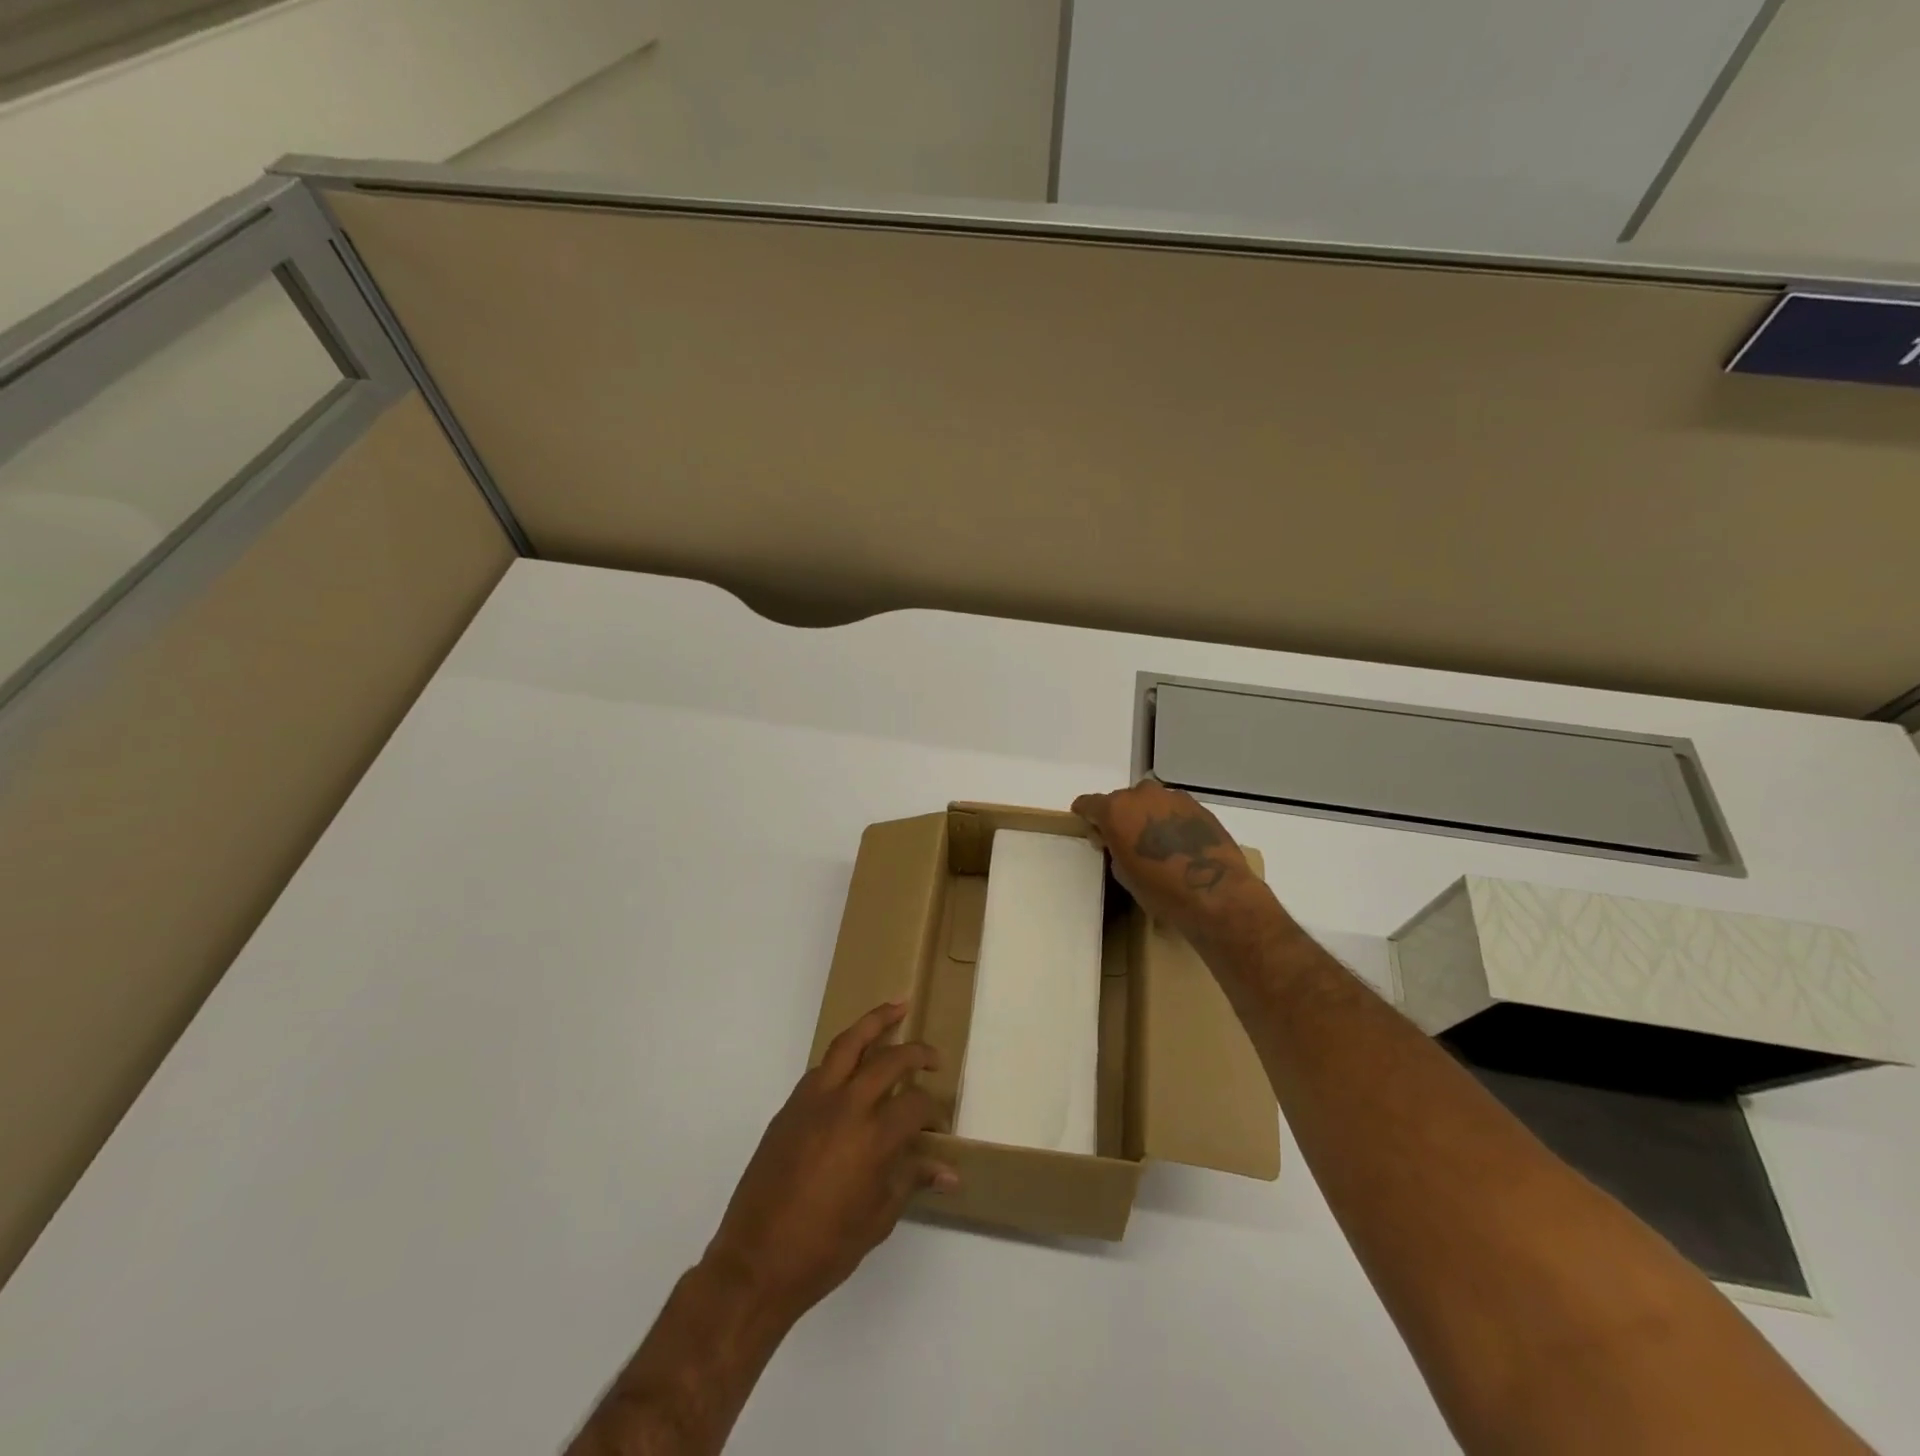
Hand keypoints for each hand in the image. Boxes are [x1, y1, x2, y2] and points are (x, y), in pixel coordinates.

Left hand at [705, 1002, 958, 1324]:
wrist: (756, 1262)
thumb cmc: (825, 1249)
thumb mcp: (878, 1219)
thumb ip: (912, 1180)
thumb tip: (950, 1172)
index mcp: (874, 1138)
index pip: (916, 1104)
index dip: (934, 1111)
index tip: (938, 1125)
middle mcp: (847, 1106)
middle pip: (890, 1060)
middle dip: (917, 1052)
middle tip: (933, 1057)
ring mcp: (814, 1100)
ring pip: (849, 1043)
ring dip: (876, 1022)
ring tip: (897, 1007)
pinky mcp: (791, 1106)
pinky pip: (824, 1066)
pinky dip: (845, 1055)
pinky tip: (856, 1062)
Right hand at [1072, 780, 1266, 942]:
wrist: (1214, 892)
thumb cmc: (1160, 889)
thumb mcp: (1123, 873)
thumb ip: (1114, 848)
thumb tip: (1118, 841)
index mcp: (1115, 810)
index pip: (1089, 803)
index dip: (1086, 814)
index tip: (1087, 824)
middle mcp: (1141, 795)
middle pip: (1121, 800)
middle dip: (1120, 817)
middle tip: (1124, 840)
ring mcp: (1172, 797)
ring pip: (1150, 802)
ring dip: (1147, 816)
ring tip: (1155, 842)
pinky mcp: (1198, 806)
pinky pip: (1173, 809)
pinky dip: (1170, 820)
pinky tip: (1178, 843)